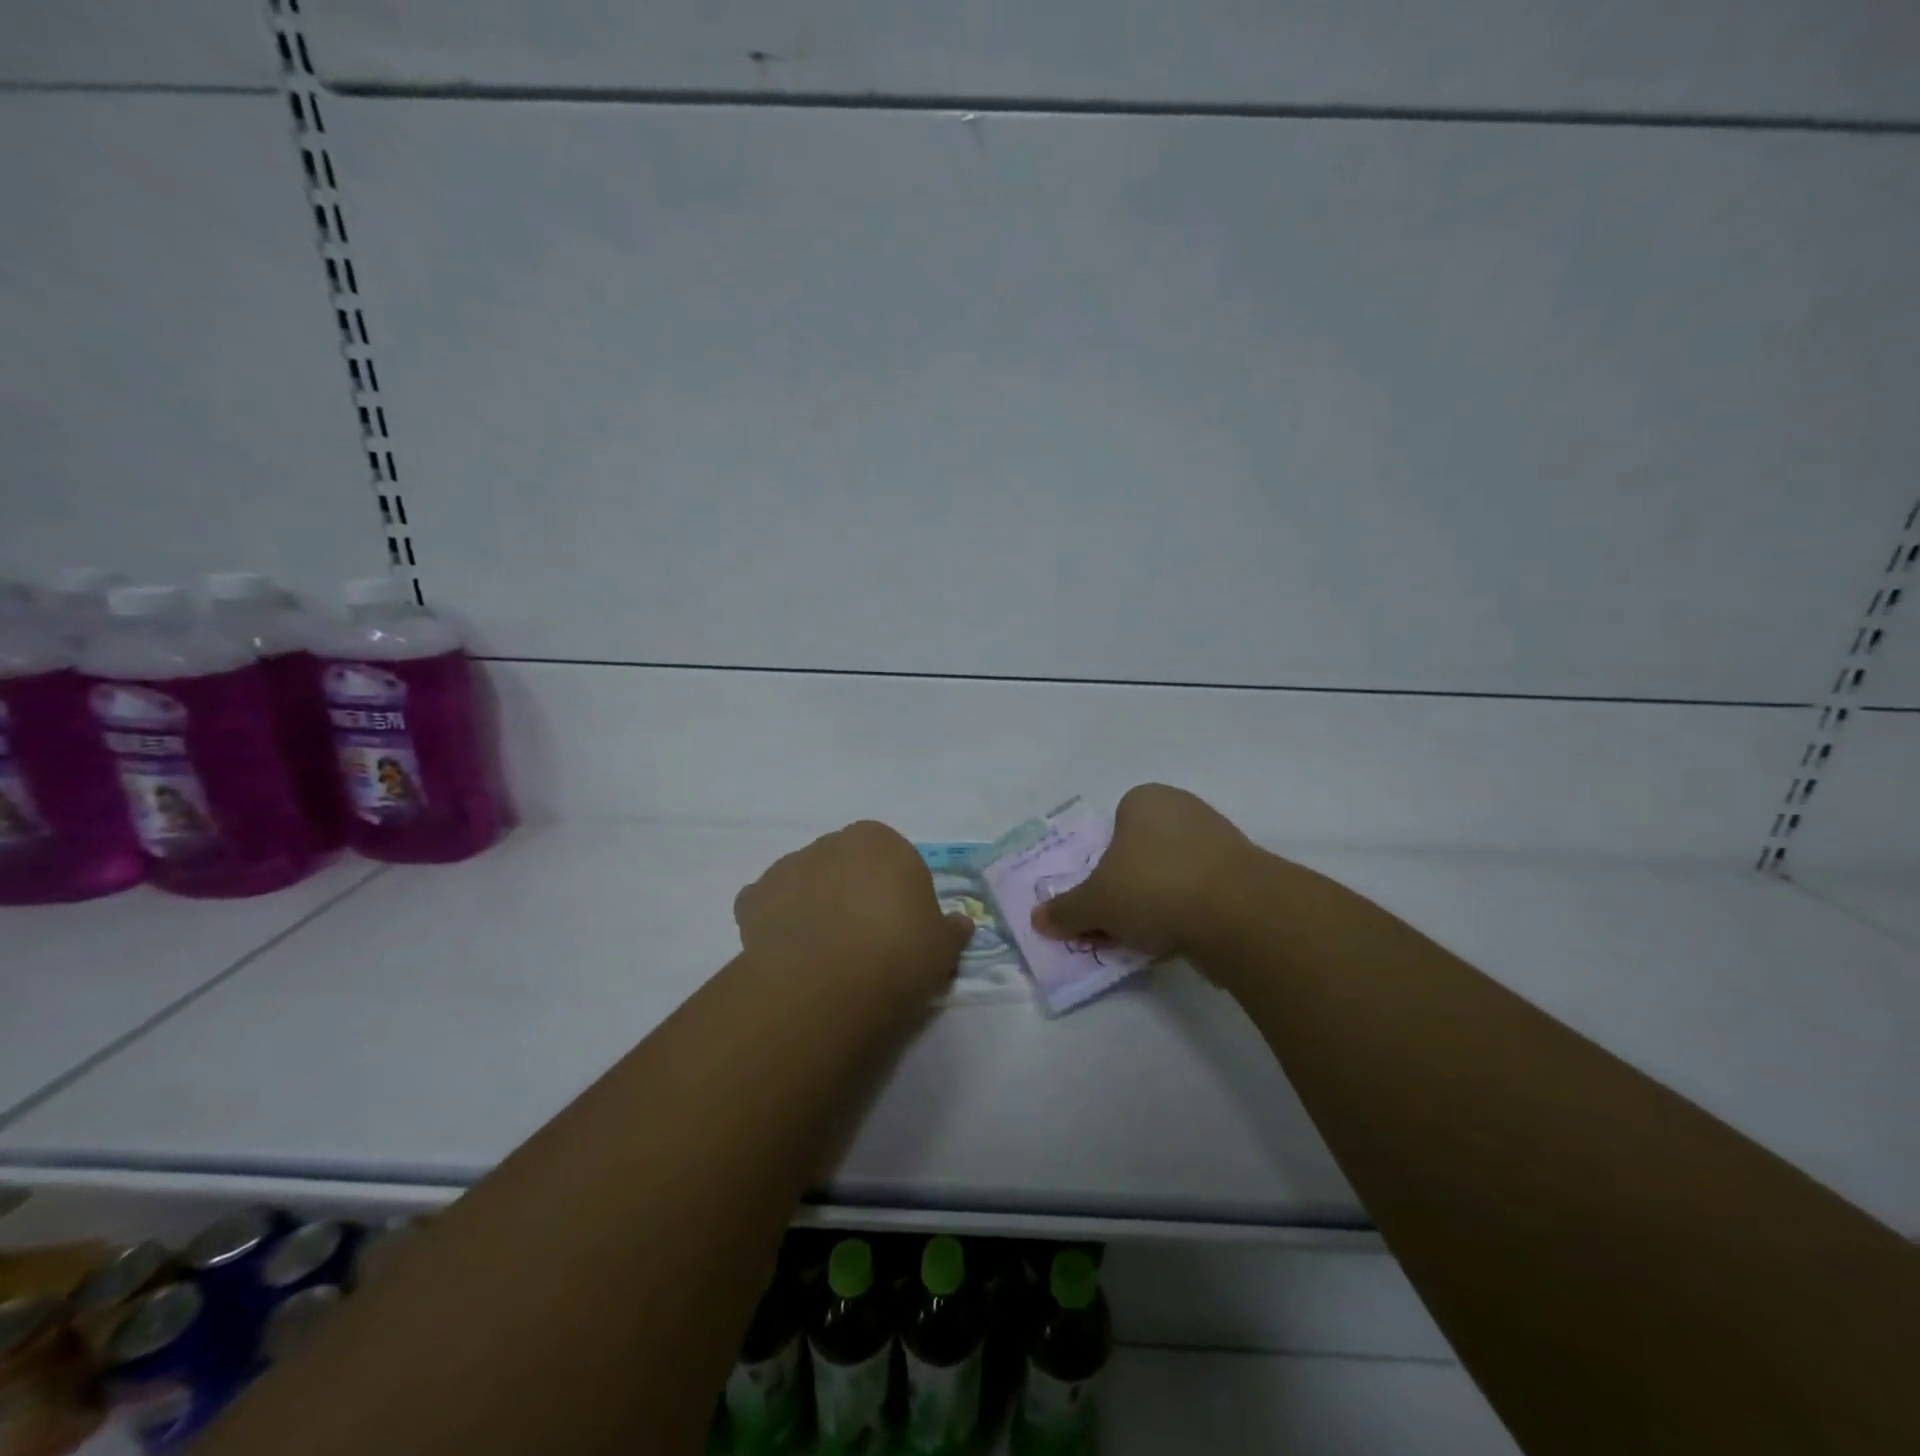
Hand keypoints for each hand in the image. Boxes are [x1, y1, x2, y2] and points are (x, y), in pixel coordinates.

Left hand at [735, 821, 974, 998]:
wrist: (826, 984)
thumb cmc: (897, 953)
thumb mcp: (943, 946)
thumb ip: (951, 928)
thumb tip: (959, 924)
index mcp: (880, 840)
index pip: (892, 859)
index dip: (896, 894)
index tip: (900, 929)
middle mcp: (832, 842)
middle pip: (846, 866)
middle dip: (853, 893)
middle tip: (864, 941)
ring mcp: (788, 867)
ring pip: (806, 882)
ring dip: (814, 904)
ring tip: (824, 954)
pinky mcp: (753, 897)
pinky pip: (768, 905)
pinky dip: (777, 922)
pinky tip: (790, 953)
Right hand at [1032, 784, 1263, 956]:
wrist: (1238, 914)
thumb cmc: (1153, 887)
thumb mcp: (1095, 903)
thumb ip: (1065, 910)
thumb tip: (1037, 920)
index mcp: (1145, 799)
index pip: (1113, 828)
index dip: (1104, 864)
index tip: (1103, 897)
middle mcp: (1183, 808)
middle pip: (1142, 852)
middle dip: (1131, 885)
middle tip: (1121, 921)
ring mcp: (1220, 837)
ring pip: (1173, 873)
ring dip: (1160, 902)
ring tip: (1152, 937)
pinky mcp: (1245, 871)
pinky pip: (1203, 891)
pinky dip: (1191, 912)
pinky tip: (1184, 938)